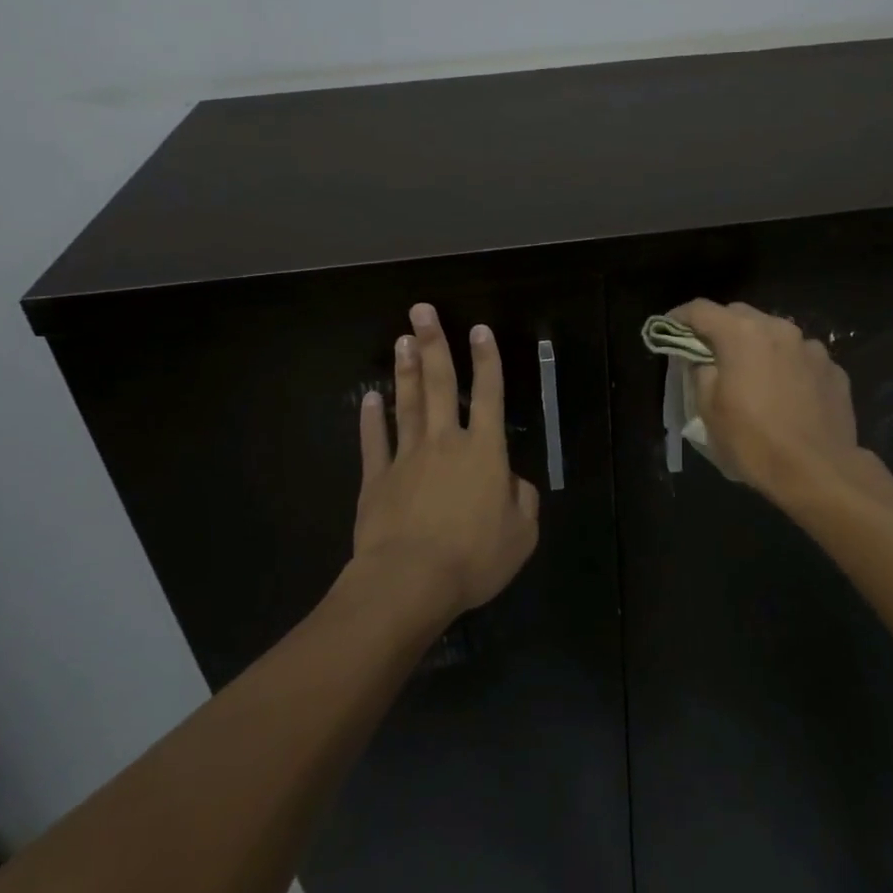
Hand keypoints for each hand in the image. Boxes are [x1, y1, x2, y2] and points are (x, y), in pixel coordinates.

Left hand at [353, 303, 539, 618]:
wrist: (409, 582)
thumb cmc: (474, 557)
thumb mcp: (522, 535)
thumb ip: (522, 500)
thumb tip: (512, 482)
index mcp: (484, 451)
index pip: (489, 395)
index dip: (486, 360)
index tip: (479, 329)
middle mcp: (445, 442)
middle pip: (439, 384)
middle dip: (434, 344)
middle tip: (422, 310)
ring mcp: (407, 457)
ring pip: (407, 404)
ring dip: (406, 370)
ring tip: (402, 339)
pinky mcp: (377, 479)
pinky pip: (375, 442)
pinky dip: (371, 419)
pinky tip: (370, 398)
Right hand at [669, 299, 859, 494]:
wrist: (820, 472)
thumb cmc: (754, 441)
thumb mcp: (709, 411)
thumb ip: (701, 374)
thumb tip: (705, 362)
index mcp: (742, 334)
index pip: (701, 310)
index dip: (679, 317)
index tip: (668, 328)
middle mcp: (778, 329)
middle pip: (740, 315)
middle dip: (721, 329)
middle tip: (710, 353)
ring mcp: (811, 348)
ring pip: (775, 334)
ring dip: (758, 346)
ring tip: (753, 374)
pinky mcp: (834, 369)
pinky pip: (801, 358)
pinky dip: (787, 366)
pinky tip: (786, 394)